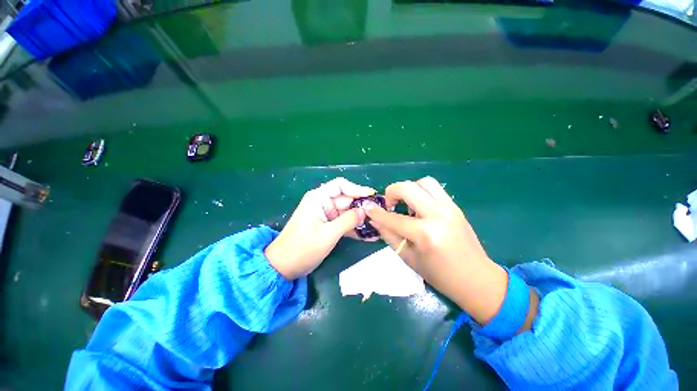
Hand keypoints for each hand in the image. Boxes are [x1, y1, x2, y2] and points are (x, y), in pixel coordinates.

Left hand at [265, 177, 375, 279]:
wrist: (284, 267)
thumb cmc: (302, 248)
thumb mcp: (327, 234)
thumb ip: (348, 221)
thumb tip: (365, 211)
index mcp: (318, 198)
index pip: (341, 185)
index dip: (357, 189)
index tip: (372, 196)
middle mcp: (323, 203)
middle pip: (347, 199)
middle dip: (362, 207)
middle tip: (379, 215)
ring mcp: (327, 215)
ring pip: (348, 212)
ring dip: (361, 219)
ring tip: (378, 226)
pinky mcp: (328, 226)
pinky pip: (344, 223)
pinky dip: (355, 228)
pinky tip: (368, 235)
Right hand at [362, 177, 510, 325]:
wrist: (477, 279)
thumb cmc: (440, 275)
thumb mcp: (409, 258)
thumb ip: (389, 235)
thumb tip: (374, 220)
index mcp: (425, 234)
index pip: (393, 218)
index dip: (376, 212)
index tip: (367, 207)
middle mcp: (438, 214)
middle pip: (408, 188)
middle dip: (391, 192)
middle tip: (389, 205)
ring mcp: (449, 207)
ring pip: (423, 182)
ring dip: (409, 189)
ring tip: (406, 204)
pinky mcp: (455, 206)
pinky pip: (434, 188)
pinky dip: (421, 192)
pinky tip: (419, 207)